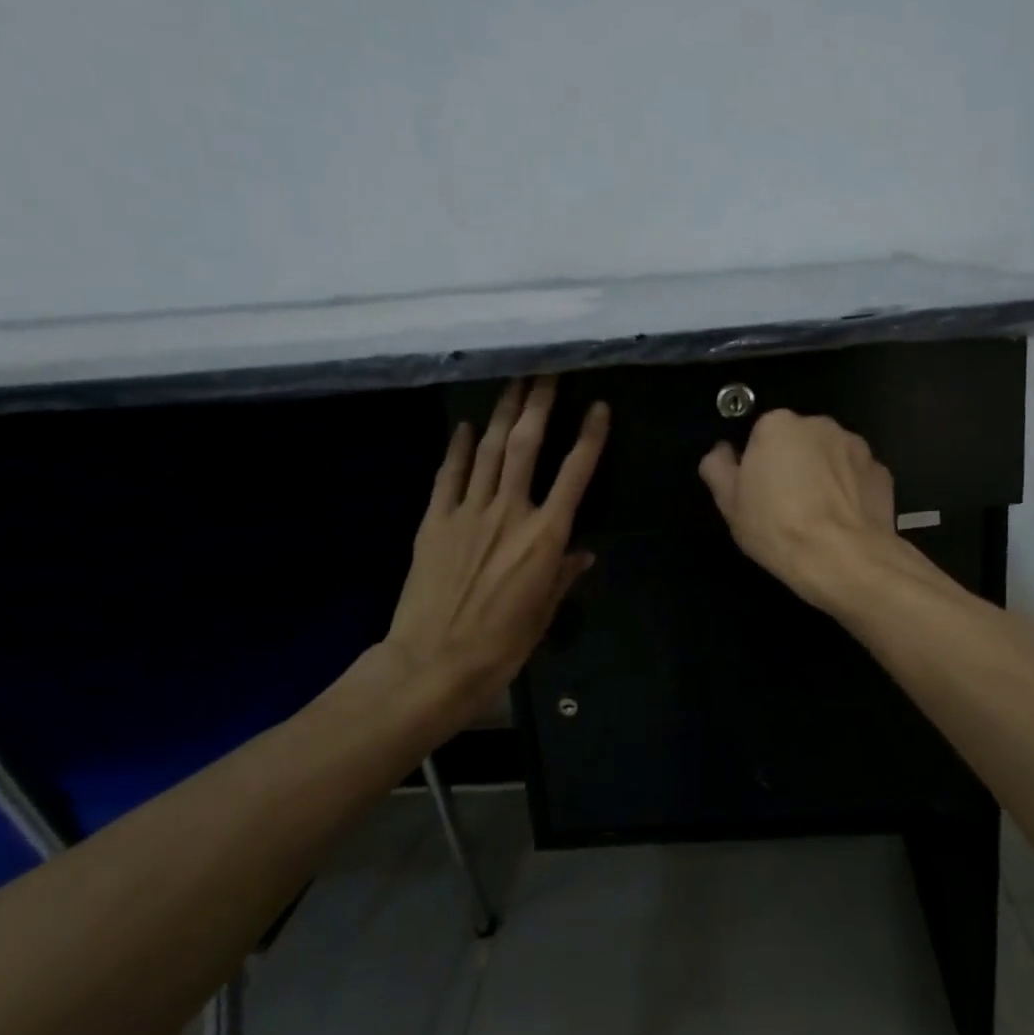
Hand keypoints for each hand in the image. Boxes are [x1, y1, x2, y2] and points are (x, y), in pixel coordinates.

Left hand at [381, 378, 608, 728]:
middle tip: (547, 372)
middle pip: (527, 445)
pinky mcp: (435, 520)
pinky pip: (449, 475)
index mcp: (546, 535)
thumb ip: (564, 574)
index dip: (590, 436)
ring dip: (504, 413)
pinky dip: (459, 448)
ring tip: (514, 383)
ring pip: (491, 450)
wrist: (434, 662)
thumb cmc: (502, 644)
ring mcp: (469, 512)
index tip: (599, 407)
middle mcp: (510, 511)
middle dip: (539, 404)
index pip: (575, 473)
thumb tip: (583, 553)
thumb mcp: (545, 613)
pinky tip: (468, 427)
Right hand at [697, 410, 898, 609]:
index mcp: (778, 425)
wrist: (844, 558)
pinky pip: (857, 476)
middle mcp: (820, 424)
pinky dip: (850, 491)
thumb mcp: (729, 503)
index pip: (761, 434)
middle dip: (793, 464)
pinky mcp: (882, 471)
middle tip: (785, 505)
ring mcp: (857, 446)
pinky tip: (842, 521)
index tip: (758, 492)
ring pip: (830, 456)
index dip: (757, 463)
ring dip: (823, 475)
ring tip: (817, 516)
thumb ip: (718, 467)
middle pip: (798, 441)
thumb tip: (722, 452)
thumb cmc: (777, 527)